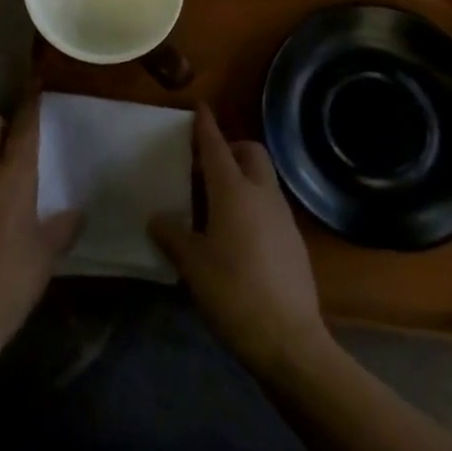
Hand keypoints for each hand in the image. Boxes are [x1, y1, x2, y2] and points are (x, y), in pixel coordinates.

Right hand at [149, 106, 329, 378]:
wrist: (289, 341)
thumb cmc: (233, 292)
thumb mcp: (192, 264)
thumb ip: (172, 235)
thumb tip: (157, 218)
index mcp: (234, 191)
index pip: (217, 146)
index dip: (206, 126)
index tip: (199, 108)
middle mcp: (262, 194)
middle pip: (251, 153)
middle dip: (231, 148)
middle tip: (204, 165)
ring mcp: (283, 217)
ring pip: (263, 179)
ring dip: (242, 177)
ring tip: (214, 201)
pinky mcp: (294, 241)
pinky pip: (270, 206)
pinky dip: (252, 203)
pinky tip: (235, 234)